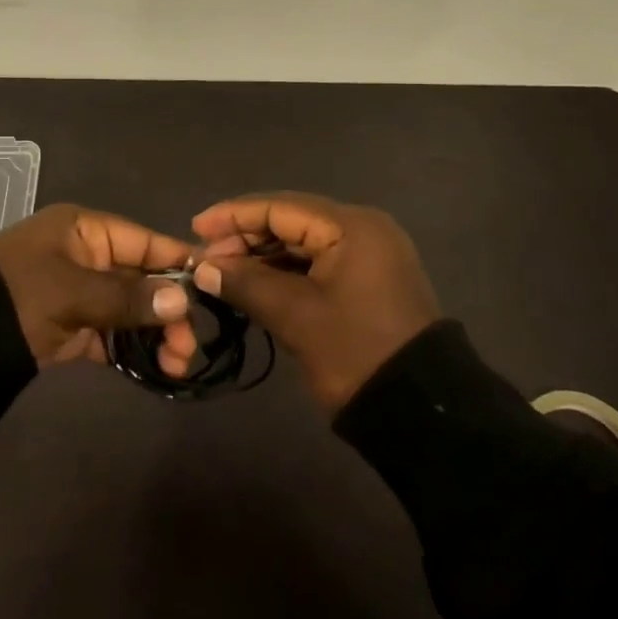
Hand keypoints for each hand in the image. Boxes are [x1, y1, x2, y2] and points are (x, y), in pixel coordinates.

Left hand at [0, 204, 198, 369]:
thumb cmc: (16, 298)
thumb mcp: (72, 292)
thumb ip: (128, 296)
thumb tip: (182, 300)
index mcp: (84, 231)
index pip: (144, 241)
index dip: (179, 262)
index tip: (214, 287)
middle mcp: (85, 256)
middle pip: (141, 279)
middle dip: (169, 310)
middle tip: (188, 347)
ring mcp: (77, 294)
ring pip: (130, 310)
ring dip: (155, 335)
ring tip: (177, 366)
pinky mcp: (69, 328)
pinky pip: (111, 335)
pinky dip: (132, 350)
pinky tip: (156, 370)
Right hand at [191, 192, 439, 410]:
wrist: (421, 411)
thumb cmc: (355, 352)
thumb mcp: (295, 316)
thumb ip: (246, 283)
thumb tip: (203, 266)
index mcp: (351, 226)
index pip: (279, 207)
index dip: (233, 216)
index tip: (195, 229)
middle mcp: (362, 229)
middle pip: (290, 221)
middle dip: (245, 238)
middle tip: (205, 260)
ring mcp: (368, 255)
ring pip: (302, 244)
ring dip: (262, 257)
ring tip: (222, 274)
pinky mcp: (367, 280)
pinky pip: (317, 263)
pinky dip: (284, 273)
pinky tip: (253, 285)